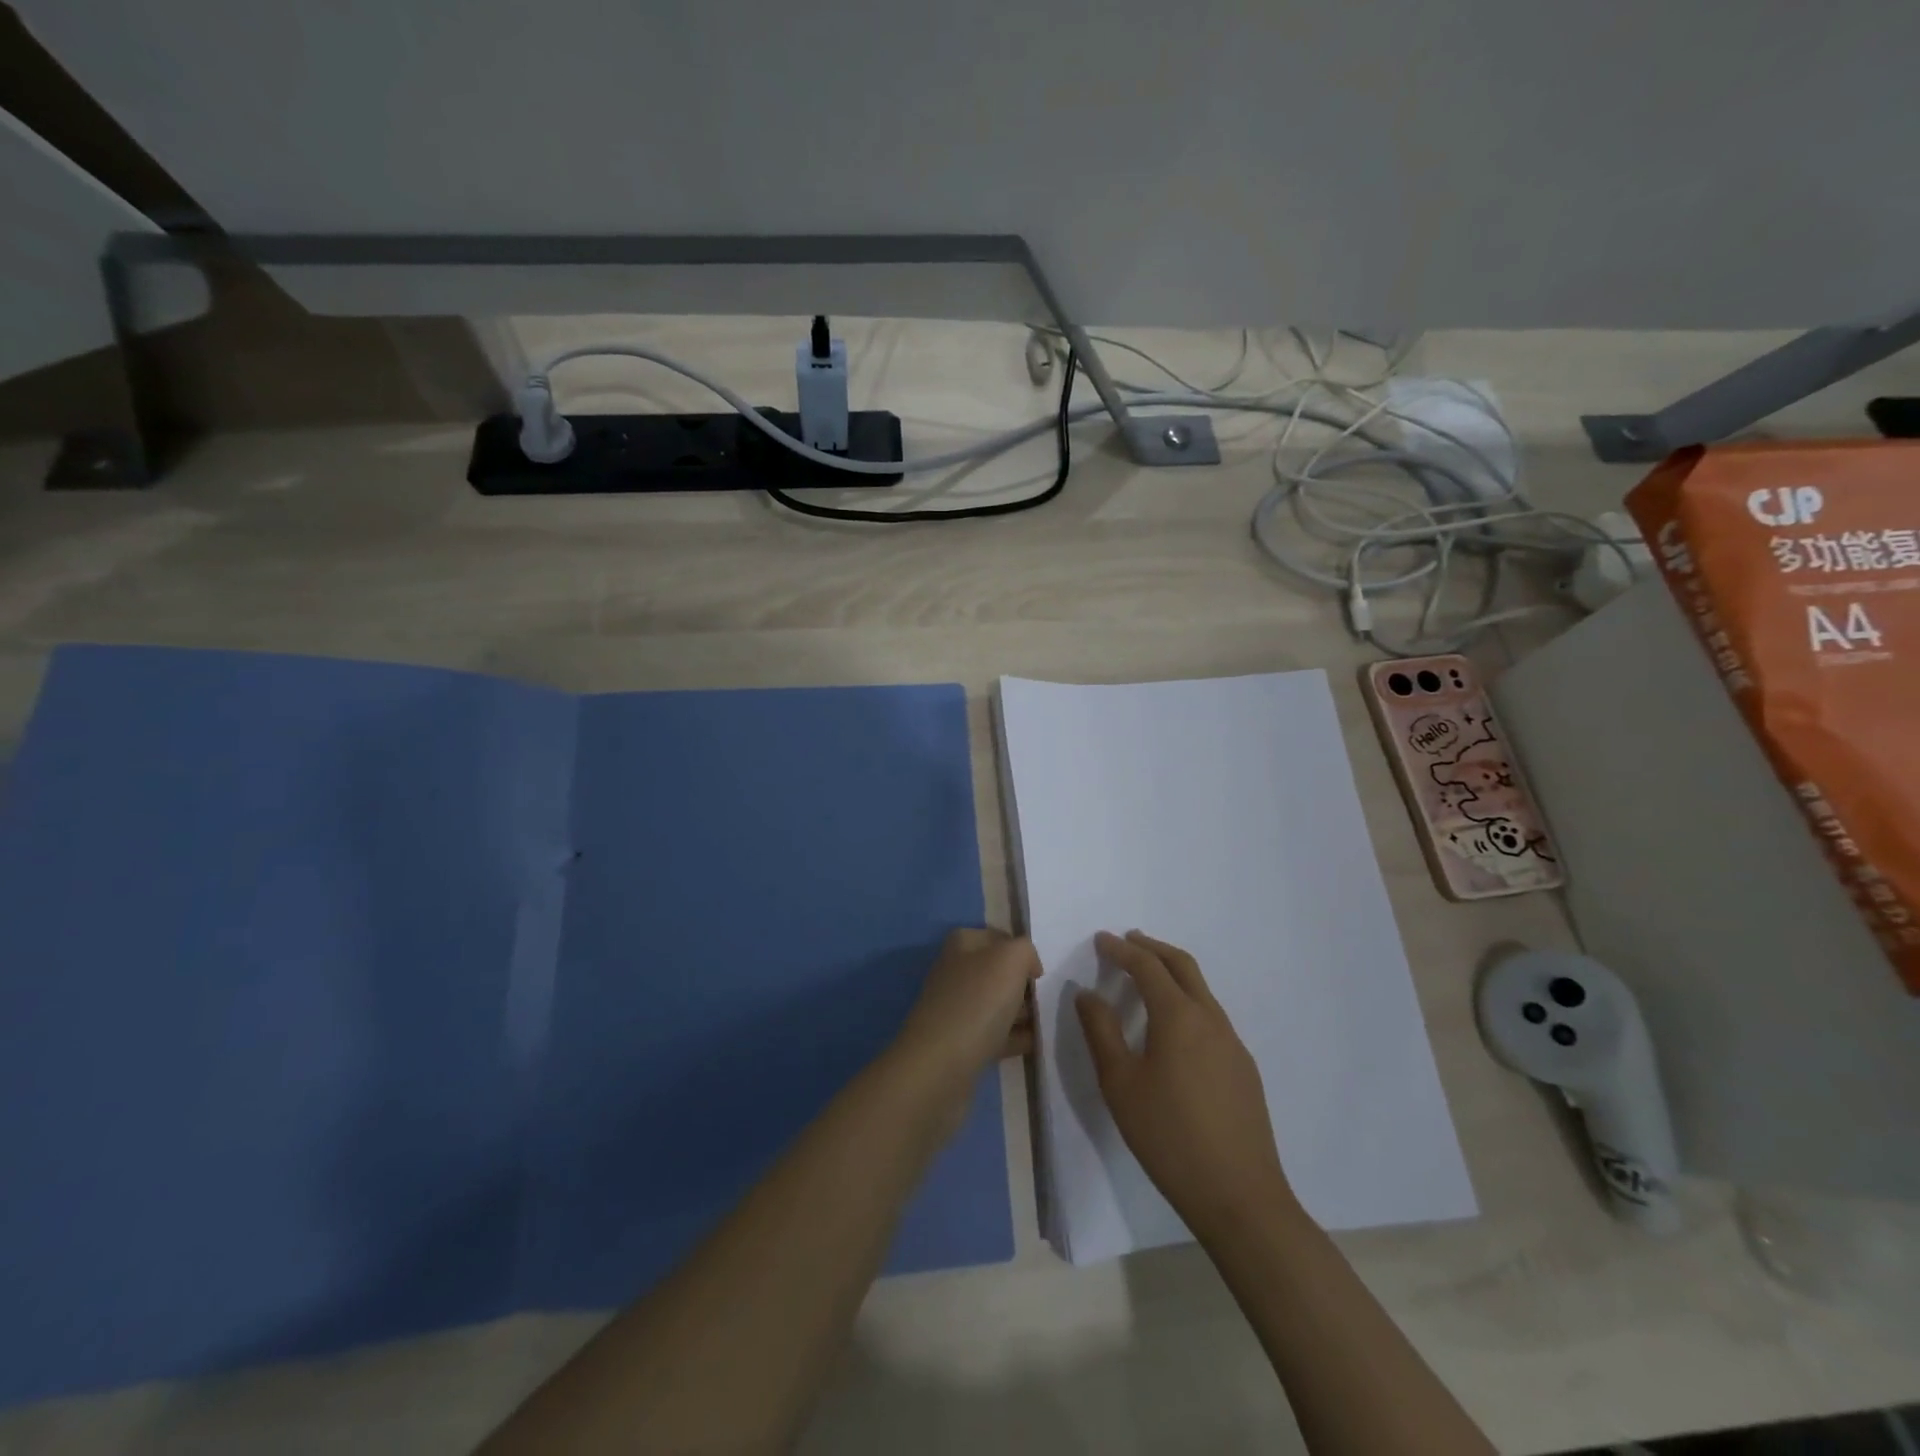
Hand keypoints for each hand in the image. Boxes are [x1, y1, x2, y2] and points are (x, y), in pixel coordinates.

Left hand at [891, 928, 1040, 1098]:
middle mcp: (955, 972)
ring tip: (1047, 1022)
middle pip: (998, 972)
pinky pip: (995, 1034)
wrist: (942, 1064)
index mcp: (962, 944)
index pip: (997, 937)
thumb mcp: (1011, 958)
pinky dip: (1014, 1038)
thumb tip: (1028, 966)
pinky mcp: (960, 1043)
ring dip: (1022, 1012)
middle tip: (1048, 998)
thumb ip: (1026, 950)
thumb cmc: (979, 1000)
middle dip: (1023, 984)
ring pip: (997, 1004)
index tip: (1041, 971)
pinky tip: (1035, 1044)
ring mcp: (956, 1008)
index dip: (1021, 950)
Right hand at [1076, 931, 1296, 1237]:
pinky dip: (1187, 1000)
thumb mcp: (1120, 1084)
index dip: (1122, 949)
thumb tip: (1087, 993)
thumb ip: (1101, 1031)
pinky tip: (1174, 1026)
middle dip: (1152, 947)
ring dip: (1172, 973)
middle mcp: (1210, 1018)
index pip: (1147, 966)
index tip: (1101, 940)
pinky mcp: (1243, 1067)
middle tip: (1127, 941)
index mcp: (1178, 1016)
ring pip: (1201, 989)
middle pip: (1182, 965)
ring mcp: (1232, 1042)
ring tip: (1147, 977)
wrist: (1240, 1196)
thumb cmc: (1168, 1136)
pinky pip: (1211, 1015)